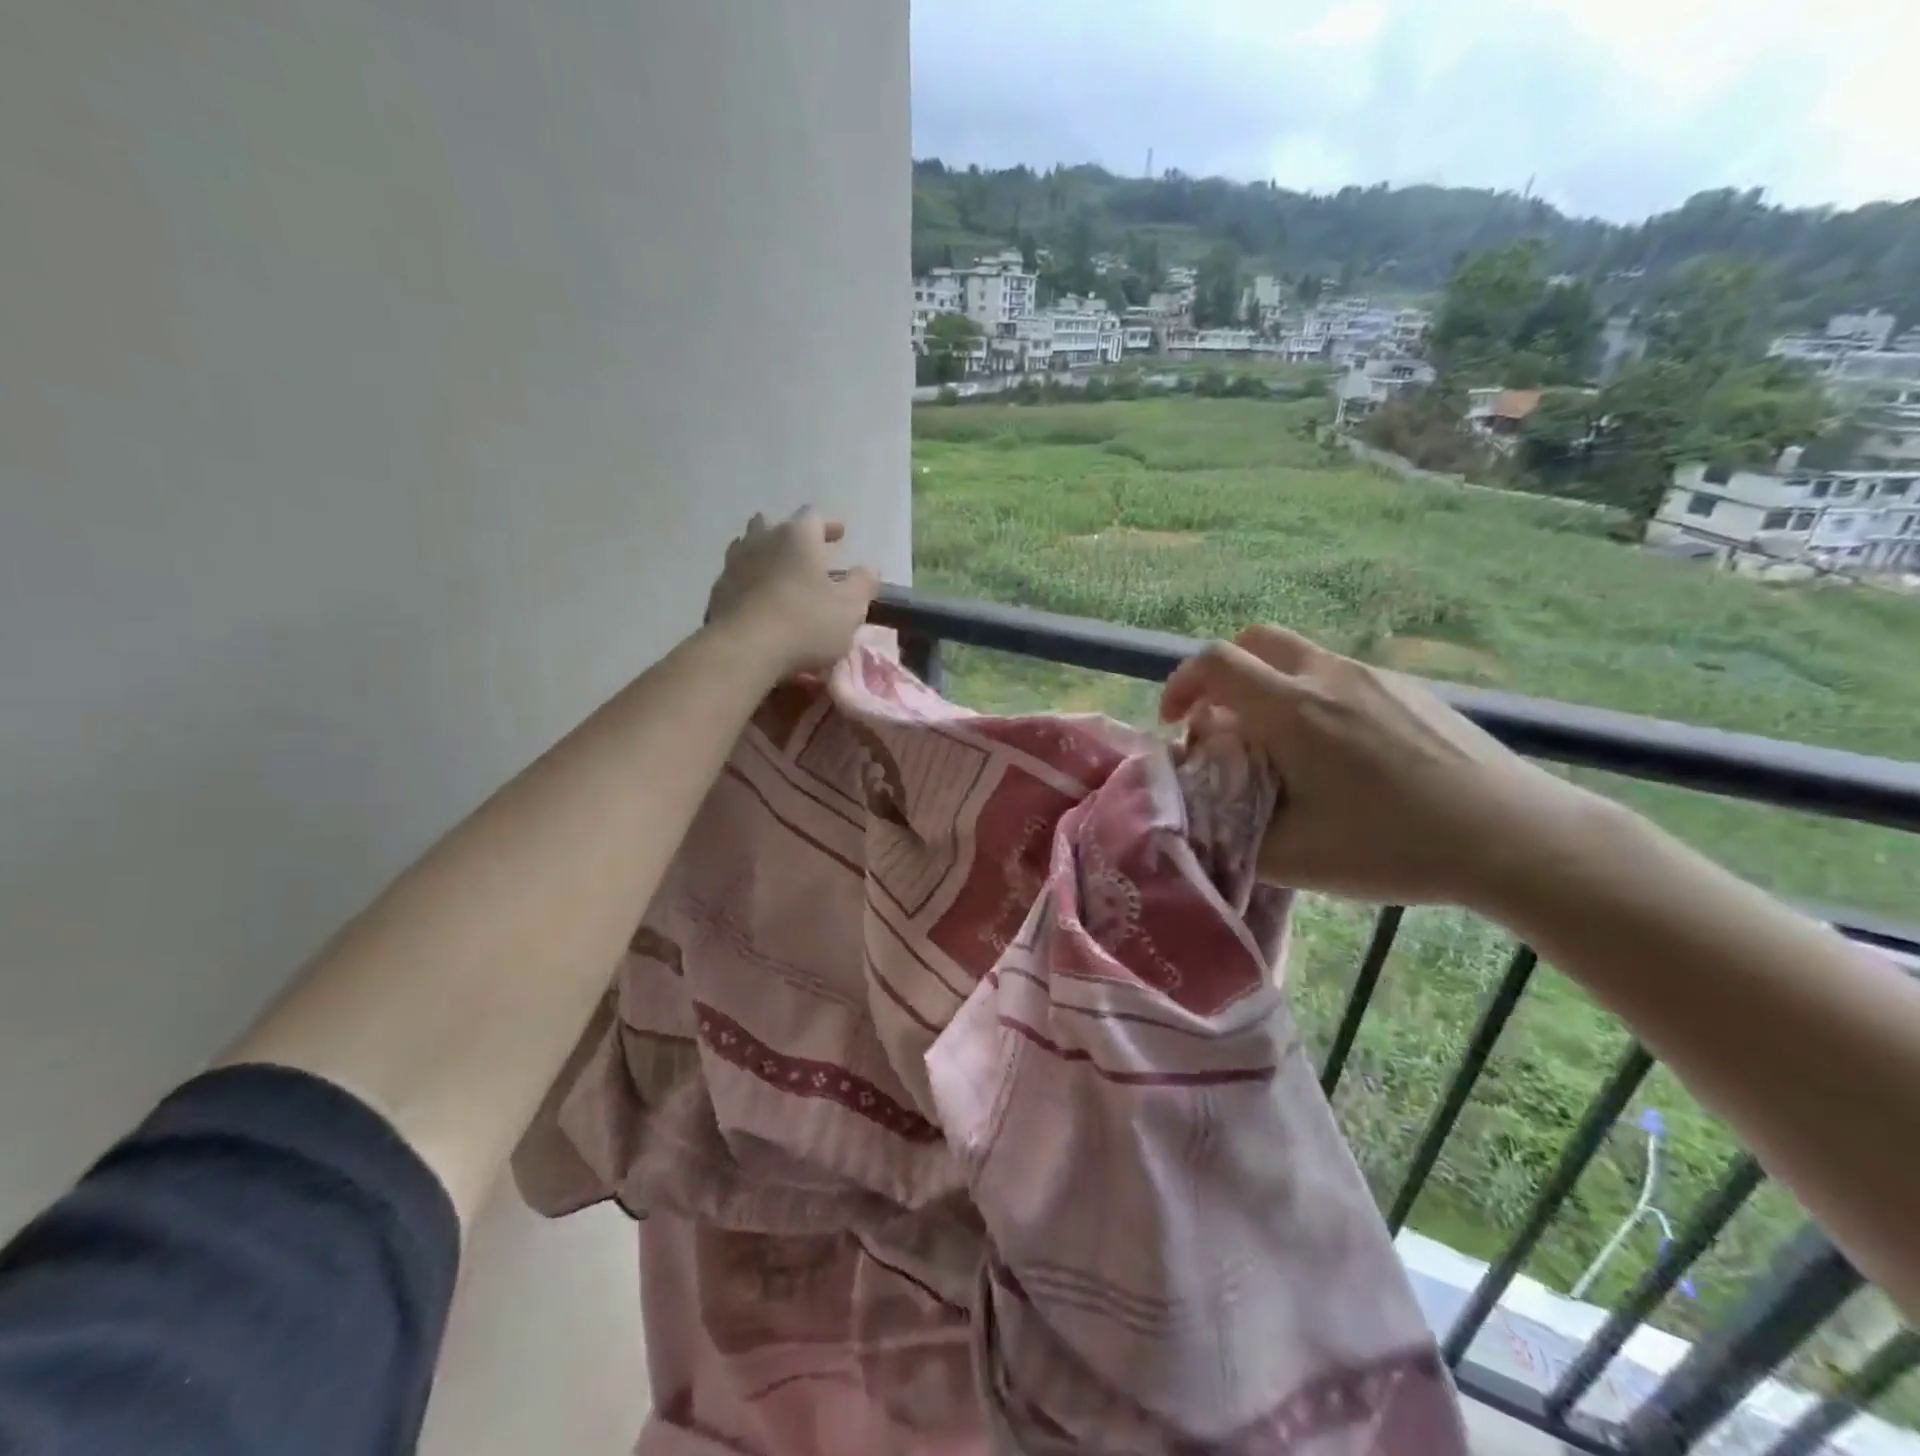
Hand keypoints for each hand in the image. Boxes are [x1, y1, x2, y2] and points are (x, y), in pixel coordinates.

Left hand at [705, 508, 878, 674]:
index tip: (840, 534)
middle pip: (773, 525)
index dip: (828, 525)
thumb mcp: (849, 607)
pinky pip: (736, 576)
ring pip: (748, 546)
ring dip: (764, 554)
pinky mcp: (717, 592)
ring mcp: (734, 564)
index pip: (814, 517)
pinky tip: (756, 598)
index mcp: (797, 537)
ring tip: (777, 569)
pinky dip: (748, 581)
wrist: (744, 650)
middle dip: (790, 535)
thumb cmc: (805, 623)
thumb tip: (869, 569)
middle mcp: (762, 540)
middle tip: (804, 550)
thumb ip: (862, 584)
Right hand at [1161, 624, 1595, 909]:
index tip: (1177, 724)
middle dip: (1222, 674)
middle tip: (1222, 722)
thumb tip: (1202, 809)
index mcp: (1292, 710)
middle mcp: (1328, 676)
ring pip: (1298, 657)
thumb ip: (1230, 829)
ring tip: (1280, 744)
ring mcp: (1373, 676)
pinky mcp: (1408, 688)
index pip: (1214, 662)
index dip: (1181, 684)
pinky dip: (1312, 696)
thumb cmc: (1393, 846)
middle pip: (1255, 641)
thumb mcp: (1293, 857)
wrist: (1513, 836)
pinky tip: (1338, 752)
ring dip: (1269, 686)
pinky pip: (1339, 675)